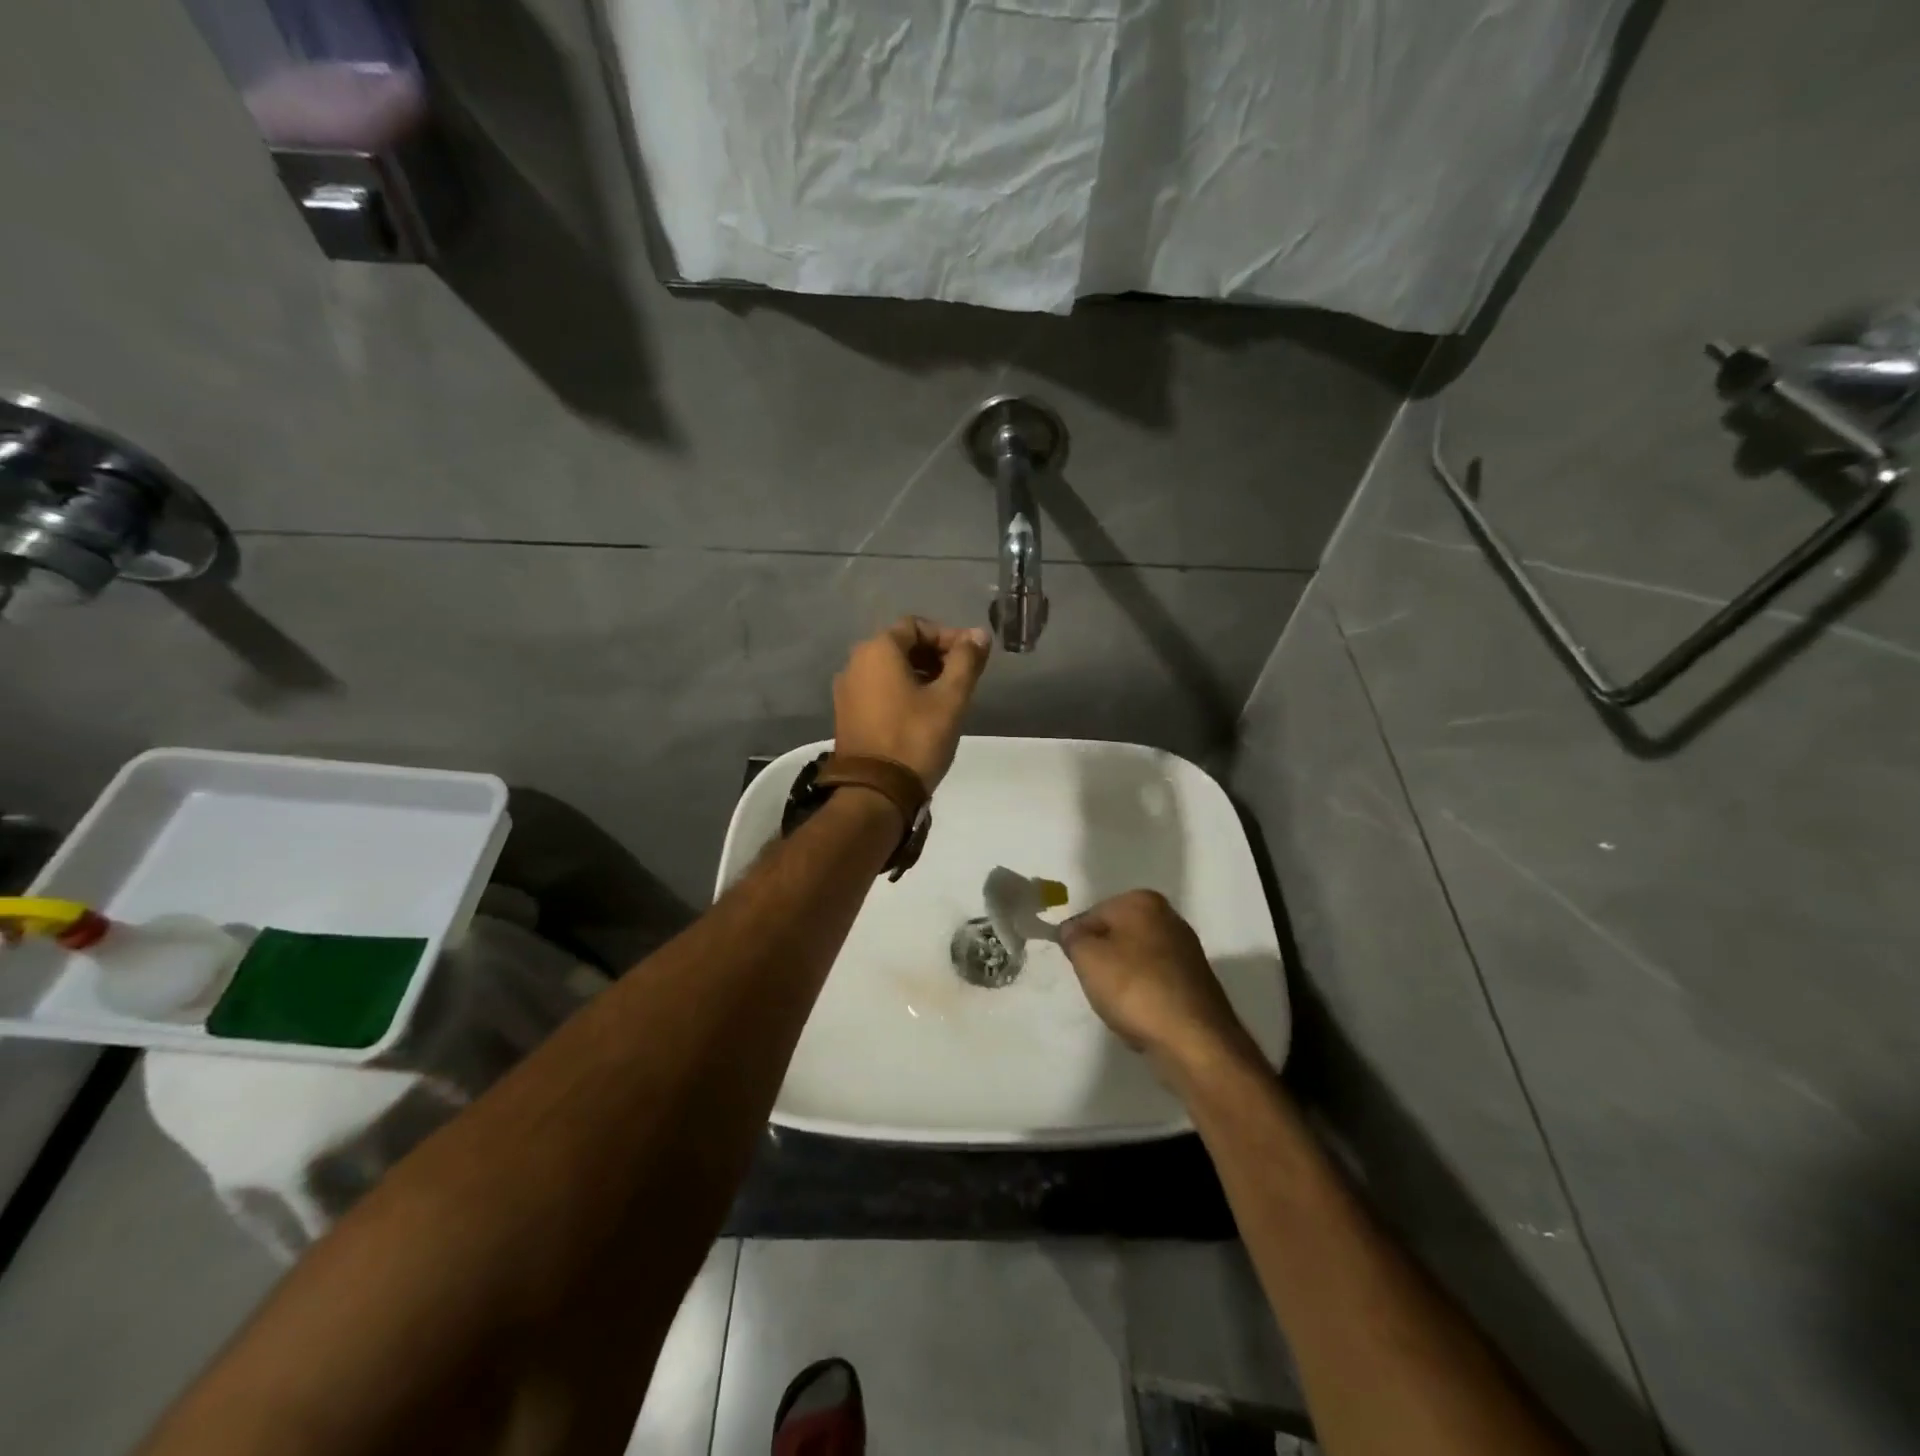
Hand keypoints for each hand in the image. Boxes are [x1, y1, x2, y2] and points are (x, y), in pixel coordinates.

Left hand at [833, 617, 991, 788]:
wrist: (875, 792)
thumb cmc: (916, 738)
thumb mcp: (951, 698)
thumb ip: (967, 660)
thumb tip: (978, 634)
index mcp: (877, 650)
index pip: (916, 625)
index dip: (948, 636)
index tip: (972, 658)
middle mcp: (855, 663)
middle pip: (900, 645)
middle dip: (935, 655)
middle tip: (962, 678)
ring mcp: (846, 690)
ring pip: (889, 669)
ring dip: (920, 674)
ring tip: (946, 697)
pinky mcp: (846, 714)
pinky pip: (878, 689)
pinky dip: (901, 691)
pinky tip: (922, 713)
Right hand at [1060, 890, 1257, 1079]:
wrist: (1193, 1039)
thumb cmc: (1134, 988)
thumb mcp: (1087, 958)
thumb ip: (1072, 937)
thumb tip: (1073, 931)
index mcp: (1143, 901)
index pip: (1091, 916)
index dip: (1077, 942)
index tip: (1077, 968)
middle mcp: (1168, 917)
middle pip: (1115, 936)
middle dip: (1102, 959)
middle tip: (1096, 986)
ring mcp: (1185, 949)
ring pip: (1134, 960)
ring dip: (1121, 980)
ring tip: (1120, 1005)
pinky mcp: (1195, 980)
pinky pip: (1154, 981)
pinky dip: (1143, 995)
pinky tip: (1140, 1015)